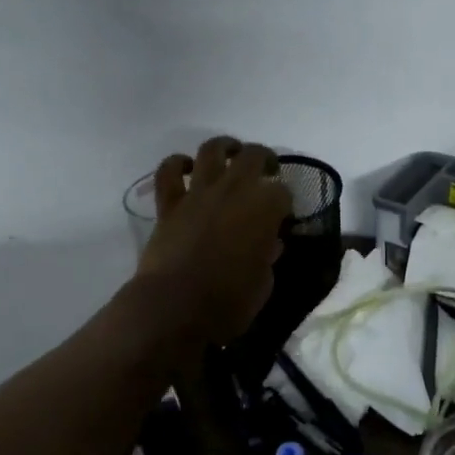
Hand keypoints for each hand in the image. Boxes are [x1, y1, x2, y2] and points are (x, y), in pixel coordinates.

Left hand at [135, 136, 291, 343]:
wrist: (176, 308)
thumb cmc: (230, 301)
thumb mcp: (264, 282)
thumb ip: (268, 256)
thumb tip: (268, 244)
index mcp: (265, 208)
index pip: (283, 192)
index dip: (285, 202)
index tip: (284, 214)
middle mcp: (235, 190)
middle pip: (254, 156)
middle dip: (264, 160)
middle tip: (267, 171)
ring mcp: (199, 193)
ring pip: (212, 150)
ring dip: (224, 147)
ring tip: (231, 153)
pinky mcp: (169, 204)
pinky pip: (168, 172)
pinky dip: (176, 164)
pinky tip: (185, 167)